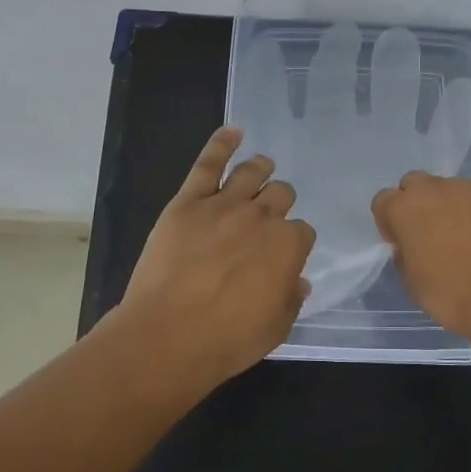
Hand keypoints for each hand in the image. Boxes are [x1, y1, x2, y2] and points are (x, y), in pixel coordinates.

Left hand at [114, 127, 315, 385]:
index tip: (283, 255)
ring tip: (262, 167)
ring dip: (261, 168)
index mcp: (288, 246)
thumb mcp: (276, 328)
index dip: (294, 243)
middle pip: (281, 195)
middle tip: (269, 215)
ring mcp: (224, 205)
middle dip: (279, 203)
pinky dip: (222, 143)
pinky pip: (208, 163)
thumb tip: (297, 280)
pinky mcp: (188, 202)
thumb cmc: (227, 339)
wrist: (168, 335)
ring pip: (251, 172)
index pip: (302, 232)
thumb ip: (291, 298)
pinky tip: (232, 131)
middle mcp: (262, 217)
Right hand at [371, 172, 470, 347]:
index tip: (401, 241)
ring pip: (451, 188)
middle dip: (418, 203)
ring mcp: (469, 187)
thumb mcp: (412, 282)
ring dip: (451, 204)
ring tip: (467, 234)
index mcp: (403, 209)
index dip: (390, 221)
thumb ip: (405, 253)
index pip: (383, 201)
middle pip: (415, 183)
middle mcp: (432, 189)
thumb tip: (411, 244)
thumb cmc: (451, 295)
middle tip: (431, 232)